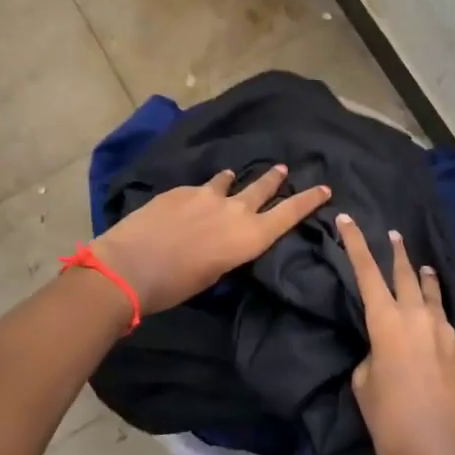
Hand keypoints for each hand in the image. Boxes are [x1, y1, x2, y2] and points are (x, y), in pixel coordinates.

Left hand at [91, 165, 329, 316]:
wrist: (130, 266)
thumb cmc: (176, 286)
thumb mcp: (215, 273)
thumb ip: (229, 250)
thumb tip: (226, 239)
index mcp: (250, 237)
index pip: (289, 213)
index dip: (309, 200)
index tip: (324, 187)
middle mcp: (235, 210)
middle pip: (263, 188)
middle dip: (275, 179)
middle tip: (282, 169)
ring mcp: (207, 195)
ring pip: (229, 181)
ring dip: (234, 181)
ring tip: (232, 177)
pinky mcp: (182, 190)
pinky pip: (200, 187)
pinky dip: (203, 192)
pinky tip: (192, 199)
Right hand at [335, 213, 454, 454]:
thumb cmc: (393, 425)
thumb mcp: (365, 388)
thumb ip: (371, 358)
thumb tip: (382, 351)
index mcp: (387, 323)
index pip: (368, 272)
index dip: (356, 244)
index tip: (347, 219)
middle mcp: (418, 318)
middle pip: (405, 274)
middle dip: (396, 252)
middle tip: (393, 233)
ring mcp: (444, 332)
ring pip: (431, 292)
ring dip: (422, 276)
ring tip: (420, 264)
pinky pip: (444, 315)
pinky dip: (436, 304)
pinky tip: (435, 309)